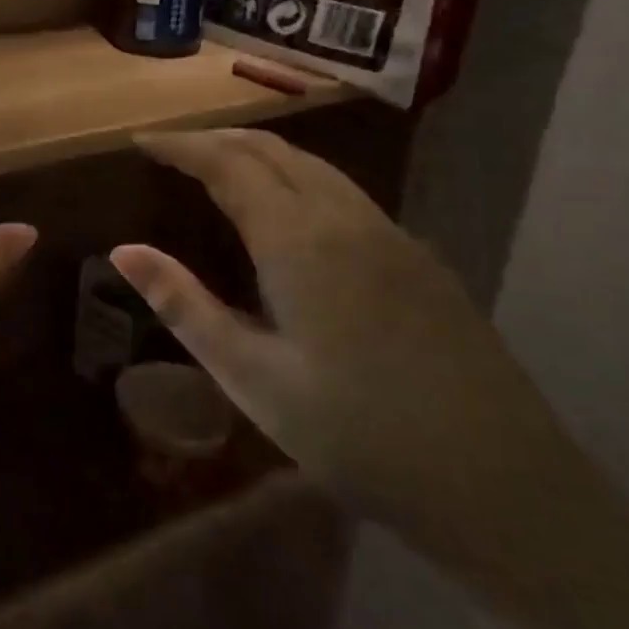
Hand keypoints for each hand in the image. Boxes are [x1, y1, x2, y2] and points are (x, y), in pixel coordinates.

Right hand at [109, 129, 578, 567]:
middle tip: (171, 148)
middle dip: (217, 139)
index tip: (141, 140)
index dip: (181, 146)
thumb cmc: (357, 435)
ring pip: (314, 167)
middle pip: (274, 152)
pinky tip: (288, 210)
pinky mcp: (419, 260)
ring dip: (259, 154)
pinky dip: (298, 177)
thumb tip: (123, 251)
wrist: (505, 489)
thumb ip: (183, 305)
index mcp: (300, 241)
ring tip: (219, 166)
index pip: (228, 164)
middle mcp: (347, 220)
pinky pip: (344, 192)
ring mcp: (392, 236)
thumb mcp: (251, 376)